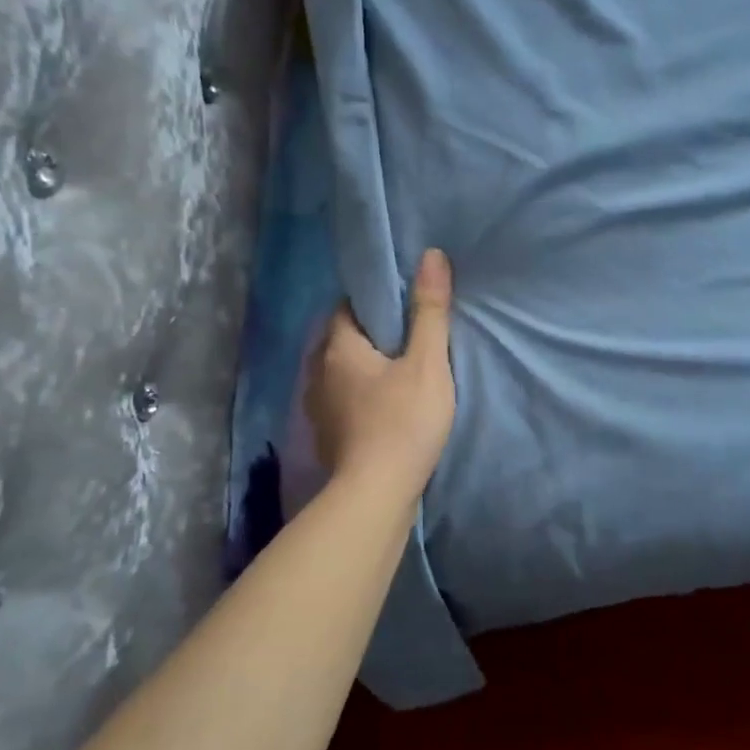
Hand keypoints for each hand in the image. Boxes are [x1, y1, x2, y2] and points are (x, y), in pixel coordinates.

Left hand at [305, 250, 456, 497]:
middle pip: (341, 340)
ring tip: (397, 372)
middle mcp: (317, 372)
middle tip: (407, 338)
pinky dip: (359, 397)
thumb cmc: (403, 422)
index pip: (348, 307)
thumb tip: (432, 255)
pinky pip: (341, 402)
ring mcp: (317, 408)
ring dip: (362, 368)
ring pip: (339, 373)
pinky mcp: (327, 437)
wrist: (375, 494)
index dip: (375, 302)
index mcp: (338, 347)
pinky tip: (382, 407)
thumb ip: (430, 311)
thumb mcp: (427, 363)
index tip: (404, 306)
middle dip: (370, 335)